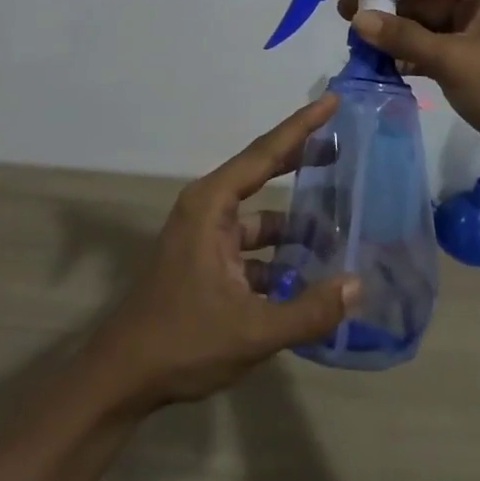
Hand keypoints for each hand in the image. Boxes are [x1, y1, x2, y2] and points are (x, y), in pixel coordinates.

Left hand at [89, 95, 357, 408]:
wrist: (121, 380)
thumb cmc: (182, 342)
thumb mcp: (251, 331)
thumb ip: (307, 311)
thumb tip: (358, 285)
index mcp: (212, 205)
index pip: (265, 153)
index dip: (301, 126)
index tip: (332, 101)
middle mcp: (208, 209)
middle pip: (263, 172)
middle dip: (302, 159)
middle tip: (343, 148)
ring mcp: (206, 236)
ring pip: (261, 216)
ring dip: (295, 223)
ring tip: (339, 226)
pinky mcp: (207, 263)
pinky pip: (252, 246)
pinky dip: (279, 255)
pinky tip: (310, 275)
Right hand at [338, 0, 479, 182]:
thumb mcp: (456, 59)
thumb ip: (405, 38)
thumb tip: (358, 19)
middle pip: (427, 1)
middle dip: (389, 9)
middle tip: (345, 13)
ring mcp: (479, 37)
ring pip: (428, 28)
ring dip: (396, 35)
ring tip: (356, 41)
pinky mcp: (474, 66)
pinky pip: (434, 51)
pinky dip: (410, 56)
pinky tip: (383, 64)